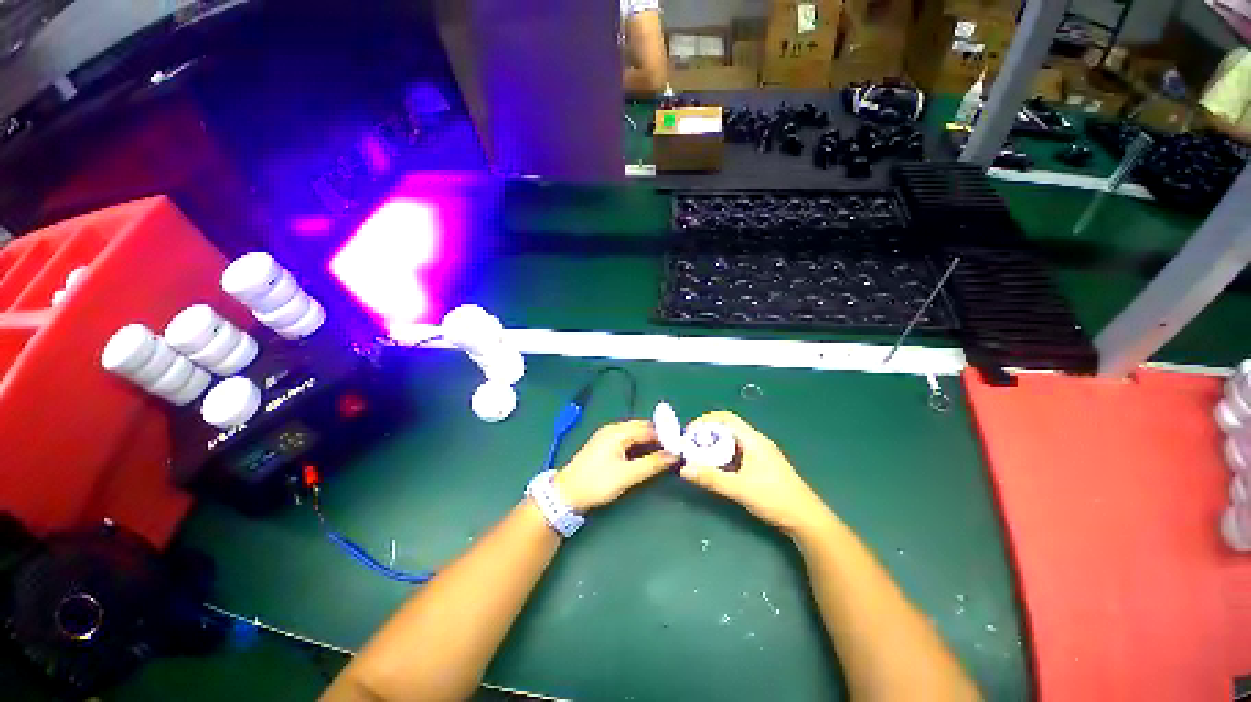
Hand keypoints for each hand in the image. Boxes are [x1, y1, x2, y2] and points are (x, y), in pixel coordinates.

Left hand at [554, 419, 679, 512]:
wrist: (567, 493)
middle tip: (673, 450)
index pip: (648, 429)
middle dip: (658, 437)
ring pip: (634, 433)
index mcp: (618, 431)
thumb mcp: (627, 475)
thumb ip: (652, 464)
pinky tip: (645, 454)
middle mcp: (613, 428)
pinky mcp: (604, 444)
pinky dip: (638, 445)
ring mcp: (607, 435)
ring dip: (648, 441)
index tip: (680, 446)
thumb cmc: (598, 482)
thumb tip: (674, 455)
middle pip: (641, 428)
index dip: (665, 437)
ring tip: (663, 453)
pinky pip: (627, 439)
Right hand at [678, 412, 828, 533]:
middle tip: (690, 447)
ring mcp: (760, 454)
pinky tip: (716, 469)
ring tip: (699, 458)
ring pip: (731, 442)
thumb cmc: (774, 498)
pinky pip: (737, 453)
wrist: (806, 519)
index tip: (689, 433)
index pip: (725, 418)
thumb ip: (711, 478)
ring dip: (714, 447)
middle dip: (707, 435)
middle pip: (727, 429)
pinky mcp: (761, 465)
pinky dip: (723, 457)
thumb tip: (684, 470)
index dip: (705, 421)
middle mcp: (756, 442)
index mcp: (753, 440)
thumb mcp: (739, 488)